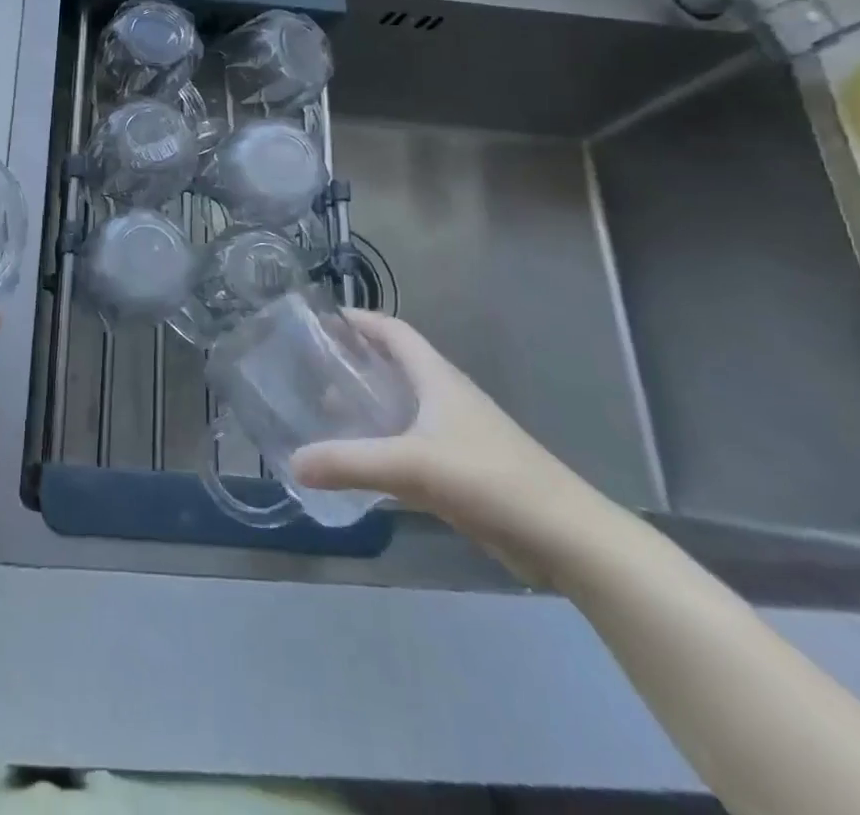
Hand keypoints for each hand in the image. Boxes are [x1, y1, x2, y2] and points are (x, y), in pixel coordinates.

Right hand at [290, 313, 608, 586]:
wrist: (567, 540)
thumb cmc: (491, 480)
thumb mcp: (412, 467)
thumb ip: (350, 463)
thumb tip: (293, 461)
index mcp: (438, 378)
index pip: (394, 331)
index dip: (361, 320)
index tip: (323, 319)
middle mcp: (446, 397)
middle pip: (395, 365)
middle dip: (356, 360)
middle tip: (311, 366)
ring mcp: (457, 435)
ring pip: (403, 406)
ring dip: (368, 403)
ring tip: (324, 409)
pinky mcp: (463, 470)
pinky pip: (411, 443)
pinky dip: (383, 442)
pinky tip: (360, 460)